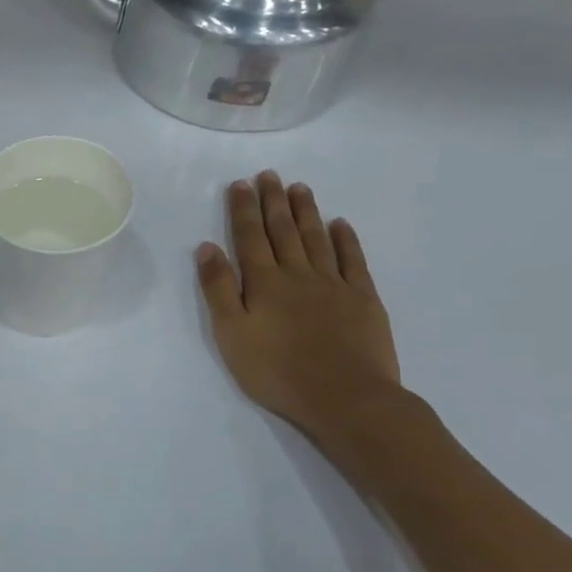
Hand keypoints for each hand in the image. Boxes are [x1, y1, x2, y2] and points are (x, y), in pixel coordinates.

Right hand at [195, 172, 401, 440]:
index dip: (244, 209)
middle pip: (283, 230)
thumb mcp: (231, 334)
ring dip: (306, 211)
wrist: (345, 397)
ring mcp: (334, 284)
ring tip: (299, 188)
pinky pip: (352, 260)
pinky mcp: (363, 299)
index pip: (250, 237)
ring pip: (316, 238)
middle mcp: (297, 274)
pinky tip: (340, 224)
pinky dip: (345, 240)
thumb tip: (207, 247)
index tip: (240, 184)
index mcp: (264, 282)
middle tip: (270, 175)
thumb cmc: (277, 371)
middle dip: (273, 201)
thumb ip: (219, 288)